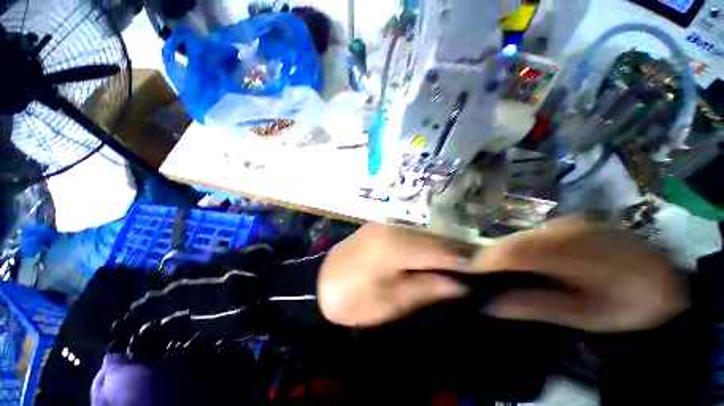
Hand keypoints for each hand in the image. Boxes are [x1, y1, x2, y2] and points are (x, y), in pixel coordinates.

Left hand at [318, 223, 469, 326]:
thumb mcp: (393, 301)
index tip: (490, 273)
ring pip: (427, 235)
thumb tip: (463, 283)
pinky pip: (413, 235)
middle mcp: (395, 226)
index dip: (469, 262)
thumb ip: (429, 288)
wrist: (319, 284)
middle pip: (438, 239)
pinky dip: (427, 247)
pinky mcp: (383, 227)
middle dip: (459, 255)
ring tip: (459, 267)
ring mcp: (388, 223)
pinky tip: (433, 258)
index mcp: (397, 244)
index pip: (444, 250)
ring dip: (444, 250)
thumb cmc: (354, 298)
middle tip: (478, 271)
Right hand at [472, 218, 690, 332]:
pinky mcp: (561, 226)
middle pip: (511, 241)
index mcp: (580, 251)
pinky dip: (511, 251)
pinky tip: (511, 265)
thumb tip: (488, 304)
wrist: (668, 278)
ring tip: (488, 274)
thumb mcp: (589, 315)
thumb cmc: (634, 304)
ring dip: (498, 255)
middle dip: (487, 259)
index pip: (519, 251)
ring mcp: (562, 223)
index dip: (488, 262)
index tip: (468, 277)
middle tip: (473, 278)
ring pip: (515, 237)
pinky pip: (526, 237)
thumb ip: (538, 307)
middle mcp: (565, 228)